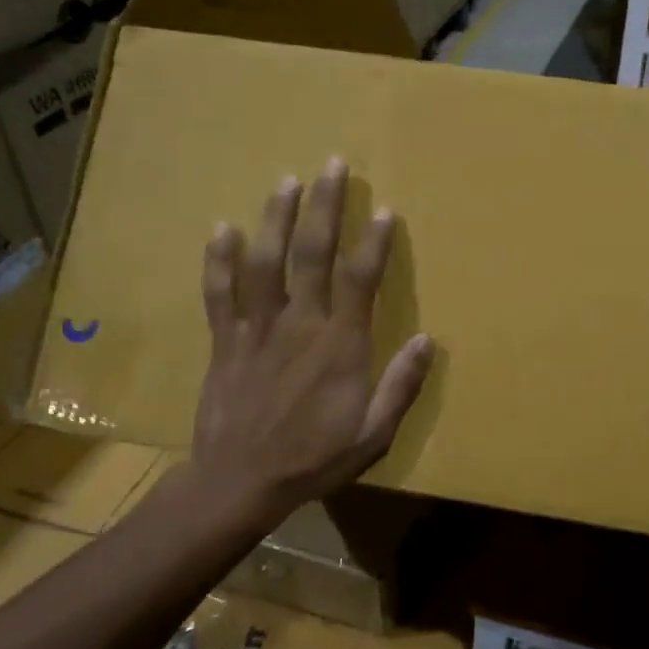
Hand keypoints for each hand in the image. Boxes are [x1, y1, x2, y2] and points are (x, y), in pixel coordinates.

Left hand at [188, 158, 433, 527]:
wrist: (240, 483)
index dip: (373, 242)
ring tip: (287, 180)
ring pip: (266, 262)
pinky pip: (220, 293)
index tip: (383, 210)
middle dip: (324, 207)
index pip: (359, 280)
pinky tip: (224, 228)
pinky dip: (220, 260)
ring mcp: (257, 329)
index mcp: (340, 344)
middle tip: (332, 165)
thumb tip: (428, 341)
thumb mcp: (373, 434)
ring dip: (276, 218)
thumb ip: (401, 386)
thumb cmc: (314, 458)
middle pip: (312, 254)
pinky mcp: (226, 341)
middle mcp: (300, 324)